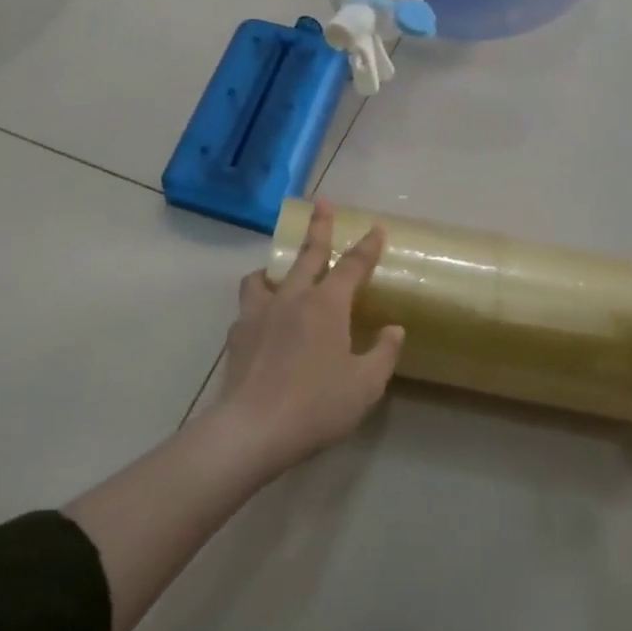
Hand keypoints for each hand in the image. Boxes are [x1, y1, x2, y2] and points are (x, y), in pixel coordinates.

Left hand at [212, 199, 405, 475]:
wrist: (254, 428)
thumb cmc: (317, 405)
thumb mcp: (365, 385)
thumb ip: (383, 353)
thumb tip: (394, 329)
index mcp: (327, 305)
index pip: (352, 266)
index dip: (366, 246)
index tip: (375, 228)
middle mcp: (292, 298)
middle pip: (308, 254)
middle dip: (319, 227)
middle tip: (321, 202)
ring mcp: (259, 312)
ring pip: (265, 276)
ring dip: (276, 269)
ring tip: (279, 274)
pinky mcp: (238, 333)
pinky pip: (249, 306)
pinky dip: (259, 305)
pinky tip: (262, 322)